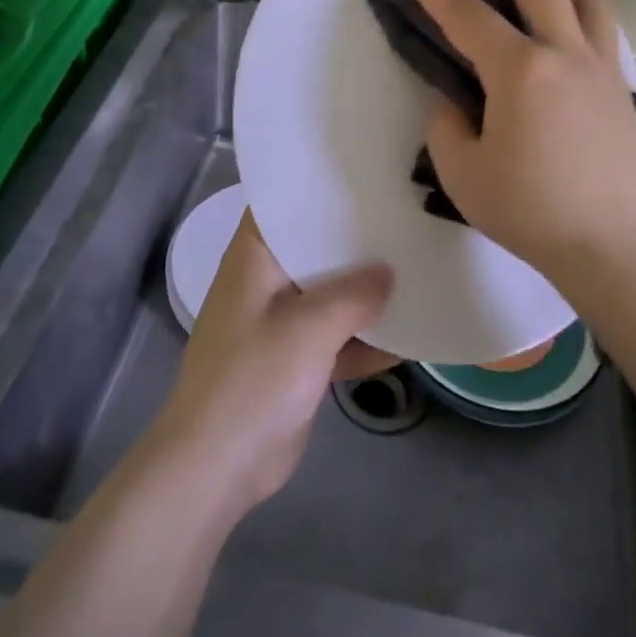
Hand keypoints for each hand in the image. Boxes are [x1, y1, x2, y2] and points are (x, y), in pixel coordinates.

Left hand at [148, 213, 394, 516]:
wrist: (216, 467)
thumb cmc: (253, 380)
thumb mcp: (308, 328)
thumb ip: (354, 295)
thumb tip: (390, 272)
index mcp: (255, 258)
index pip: (284, 202)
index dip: (320, 183)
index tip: (367, 169)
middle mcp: (267, 281)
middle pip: (316, 246)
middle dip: (357, 237)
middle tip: (408, 214)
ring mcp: (281, 323)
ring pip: (330, 293)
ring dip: (366, 291)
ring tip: (419, 265)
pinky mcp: (296, 362)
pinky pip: (337, 338)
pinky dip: (365, 337)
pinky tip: (410, 333)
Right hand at [396, 0, 635, 285]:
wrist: (611, 243)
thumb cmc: (529, 210)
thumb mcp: (463, 171)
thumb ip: (448, 121)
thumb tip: (454, 93)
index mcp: (520, 70)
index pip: (466, 15)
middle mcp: (564, 52)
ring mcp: (600, 65)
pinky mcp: (619, 85)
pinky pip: (601, 26)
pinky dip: (581, 4)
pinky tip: (570, 14)